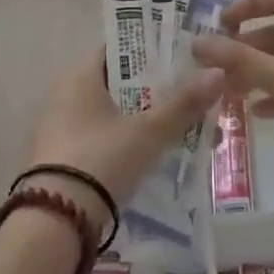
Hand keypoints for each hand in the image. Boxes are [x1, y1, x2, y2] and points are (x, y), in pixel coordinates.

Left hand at [26, 50, 225, 222]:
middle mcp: (65, 95)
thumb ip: (183, 104)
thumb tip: (219, 73)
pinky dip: (127, 143)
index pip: (119, 50)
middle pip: (119, 84)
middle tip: (190, 98)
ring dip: (144, 121)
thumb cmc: (101, 159)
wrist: (55, 223)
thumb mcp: (148, 132)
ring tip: (181, 131)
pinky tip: (153, 157)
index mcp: (80, 76)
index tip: (183, 59)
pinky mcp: (62, 161)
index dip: (151, 52)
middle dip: (155, 93)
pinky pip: (102, 140)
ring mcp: (60, 129)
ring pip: (113, 115)